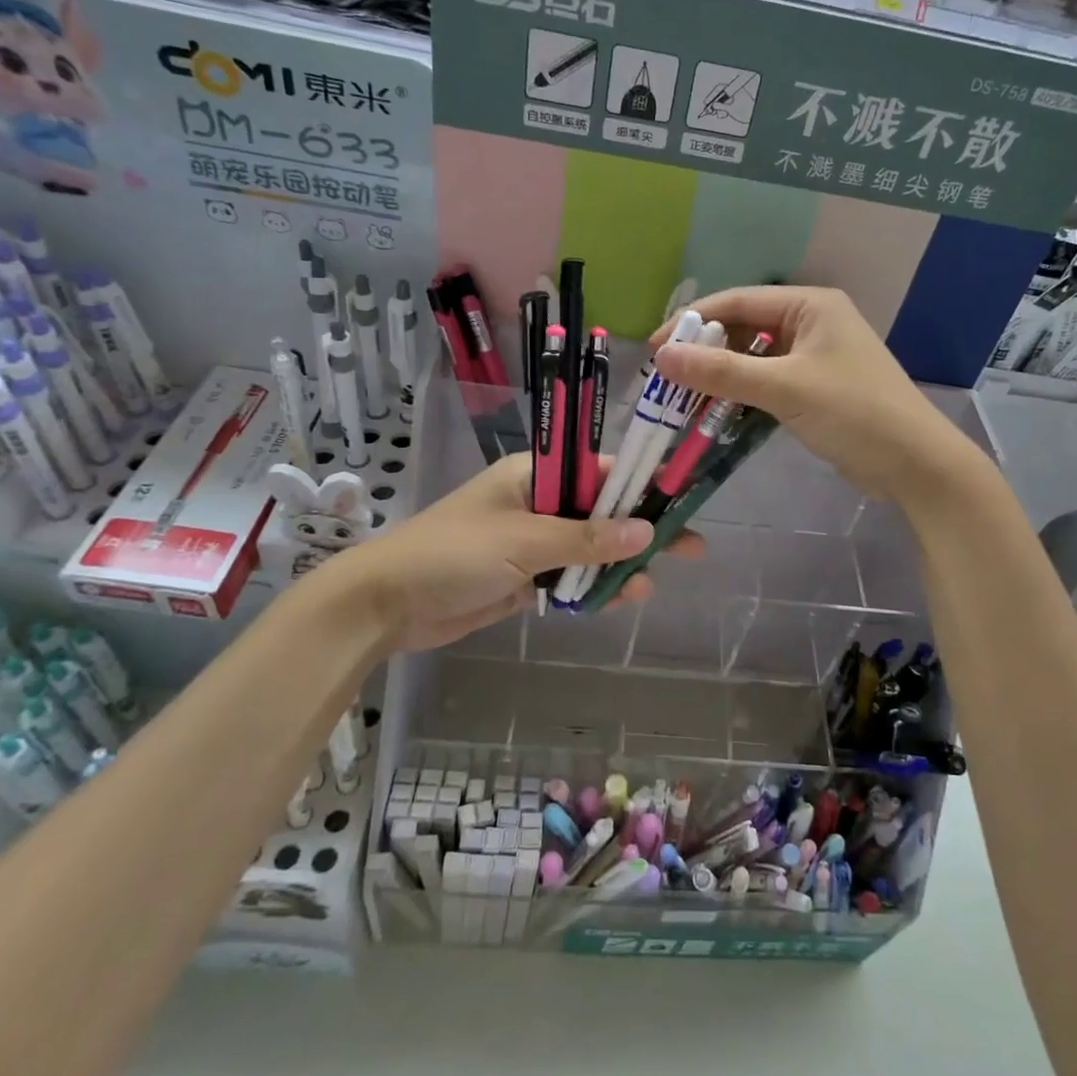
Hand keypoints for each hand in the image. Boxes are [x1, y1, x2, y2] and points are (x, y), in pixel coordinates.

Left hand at [301, 453, 693, 651]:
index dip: (641, 485)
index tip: (680, 499)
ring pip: (589, 549)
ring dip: (618, 566)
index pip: (600, 470)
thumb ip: (586, 539)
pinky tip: (621, 599)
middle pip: (601, 512)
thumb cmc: (452, 554)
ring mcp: (531, 542)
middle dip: (641, 530)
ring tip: (650, 585)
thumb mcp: (522, 541)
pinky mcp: (524, 578)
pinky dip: (592, 588)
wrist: (385, 605)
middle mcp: (538, 503)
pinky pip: (569, 578)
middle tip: (691, 545)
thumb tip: (645, 531)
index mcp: (535, 475)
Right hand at [651, 286, 980, 504]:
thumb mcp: (785, 388)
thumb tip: (663, 357)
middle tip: (666, 379)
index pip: (737, 302)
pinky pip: (767, 382)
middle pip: (743, 329)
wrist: (915, 463)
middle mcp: (811, 322)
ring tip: (683, 398)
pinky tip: (716, 412)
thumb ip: (723, 372)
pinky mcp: (816, 387)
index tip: (655, 350)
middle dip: (705, 352)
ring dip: (721, 376)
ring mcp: (815, 356)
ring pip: (754, 358)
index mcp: (809, 305)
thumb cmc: (854, 413)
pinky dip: (742, 395)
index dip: (692, 322)